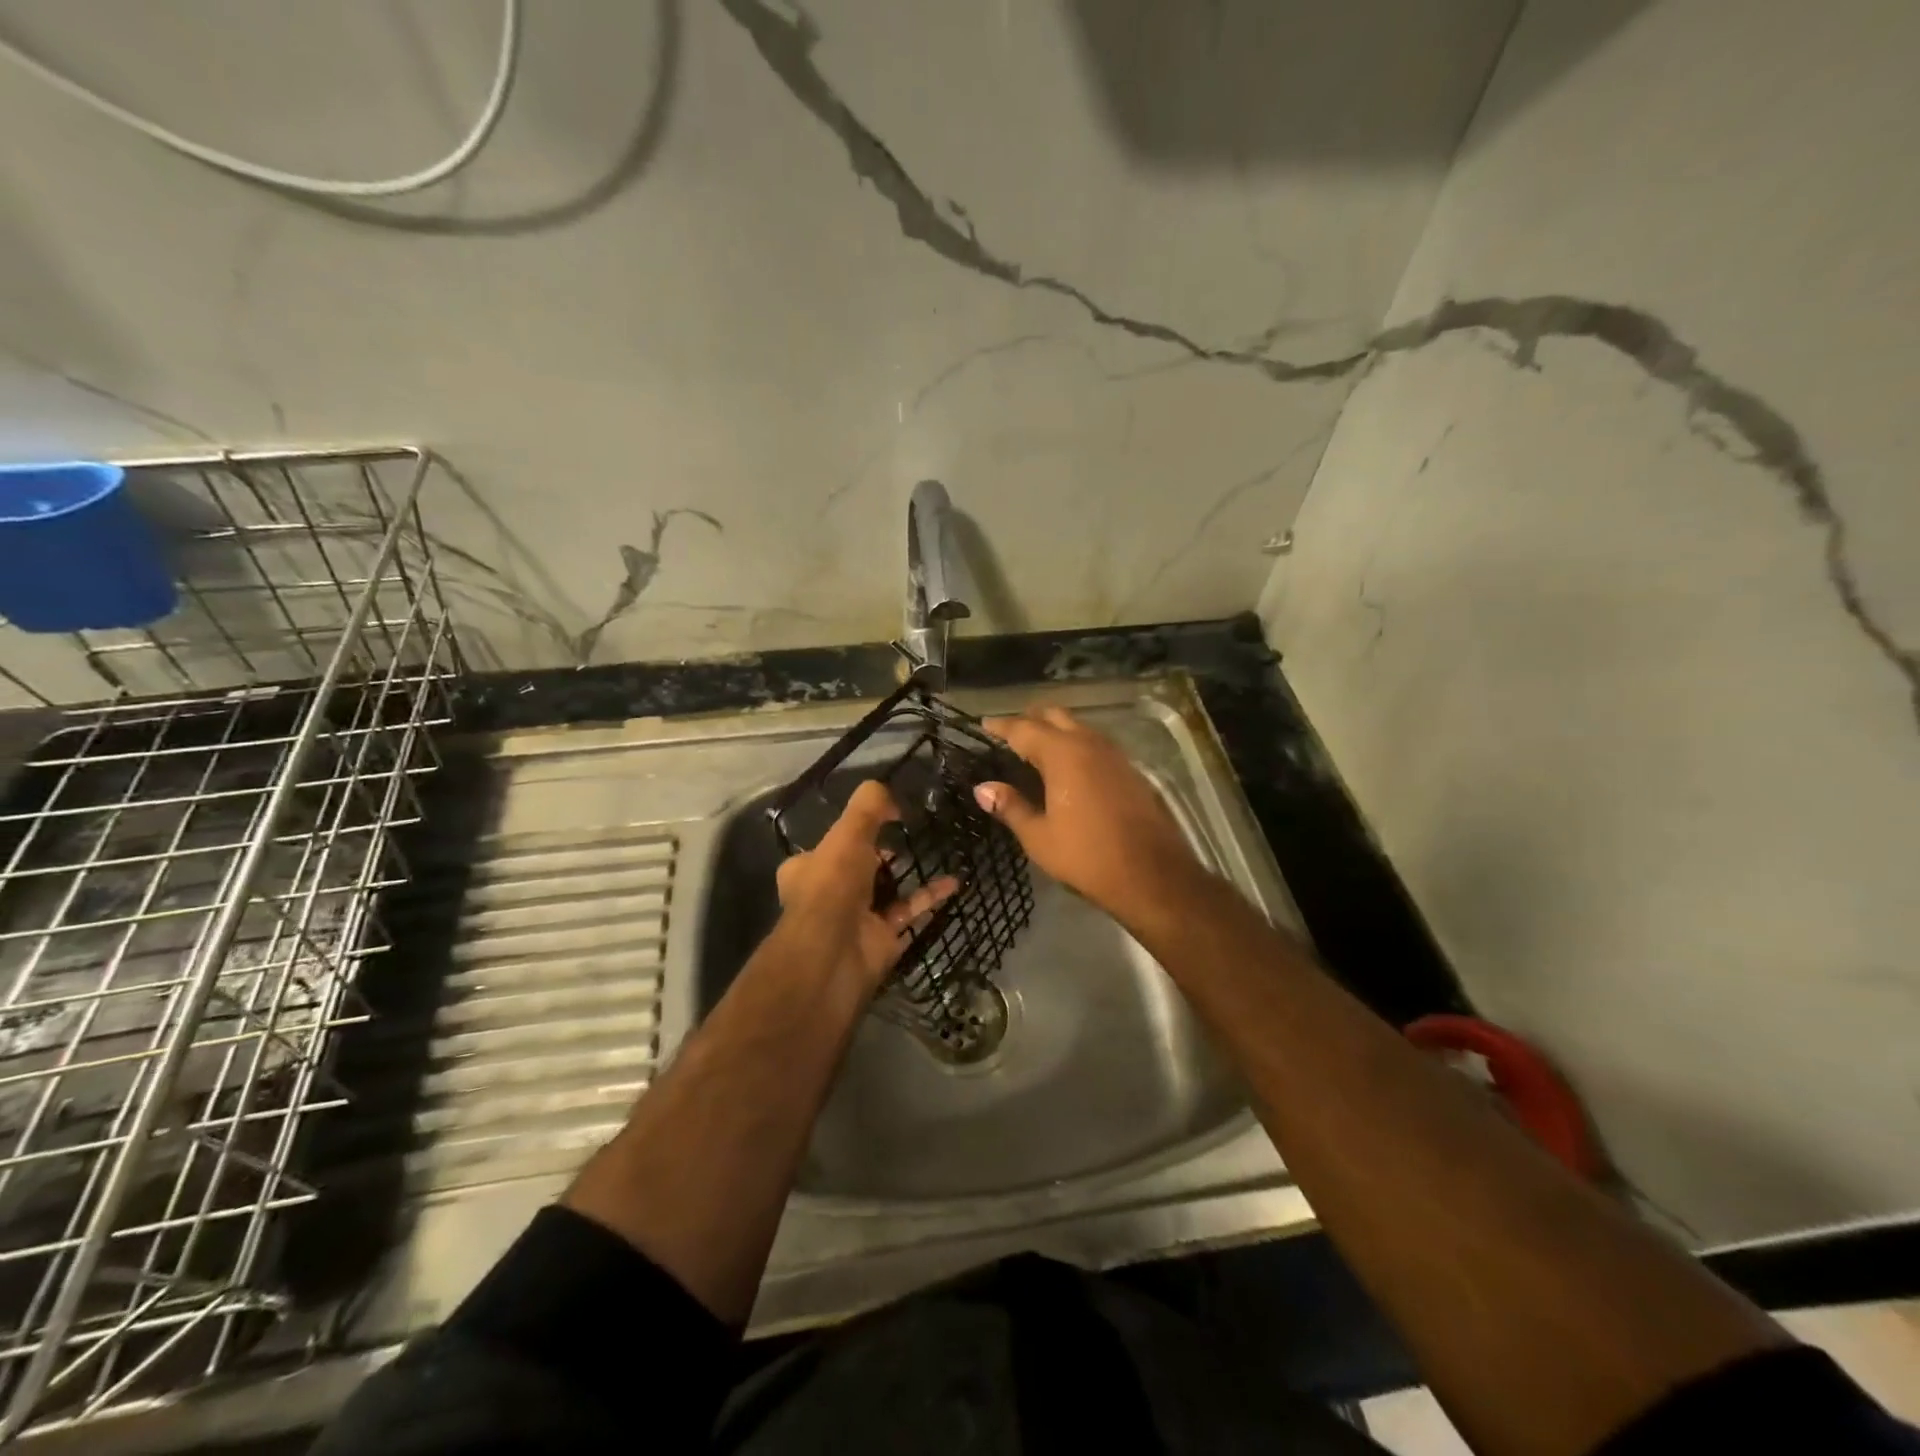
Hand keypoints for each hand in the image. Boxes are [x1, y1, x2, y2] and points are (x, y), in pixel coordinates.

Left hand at [774, 779, 957, 993]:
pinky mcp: (882, 939)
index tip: (882, 820)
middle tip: (910, 836)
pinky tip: (953, 882)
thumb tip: (892, 797)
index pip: (830, 845)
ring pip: (886, 891)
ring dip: (909, 874)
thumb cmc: (832, 886)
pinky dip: (929, 897)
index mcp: (807, 868)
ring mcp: (856, 919)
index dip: (853, 832)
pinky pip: (909, 912)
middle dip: (883, 855)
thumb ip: (869, 806)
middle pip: (860, 868)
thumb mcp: (848, 833)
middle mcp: (828, 894)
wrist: (833, 955)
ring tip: (936, 852)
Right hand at [974, 707, 1201, 919]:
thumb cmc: (1086, 856)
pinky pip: (1096, 744)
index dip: (1001, 726)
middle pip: (1055, 717)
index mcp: (1062, 754)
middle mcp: (1089, 744)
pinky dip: (1076, 744)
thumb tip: (983, 788)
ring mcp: (1114, 755)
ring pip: (1079, 727)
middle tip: (1010, 732)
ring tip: (1036, 746)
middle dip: (1030, 719)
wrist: (1151, 874)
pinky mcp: (1130, 770)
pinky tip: (1069, 765)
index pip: (1024, 729)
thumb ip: (1010, 806)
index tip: (984, 725)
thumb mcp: (1039, 836)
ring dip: (1056, 730)